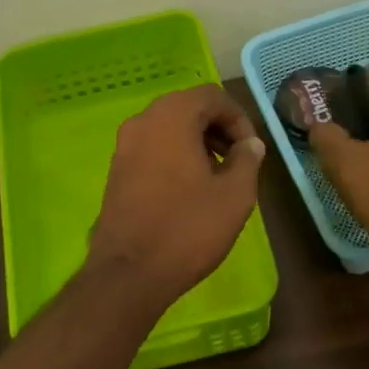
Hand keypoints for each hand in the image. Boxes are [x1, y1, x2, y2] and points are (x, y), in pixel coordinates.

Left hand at [87, 83, 266, 310]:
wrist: (129, 272)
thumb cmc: (188, 228)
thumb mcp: (234, 195)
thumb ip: (247, 160)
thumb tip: (250, 144)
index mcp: (171, 116)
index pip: (213, 96)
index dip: (239, 119)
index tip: (252, 151)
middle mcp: (143, 121)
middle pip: (189, 108)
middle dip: (218, 129)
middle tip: (239, 161)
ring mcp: (124, 146)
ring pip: (169, 129)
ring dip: (197, 143)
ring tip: (218, 178)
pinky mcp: (116, 170)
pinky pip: (153, 148)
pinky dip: (175, 156)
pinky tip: (190, 190)